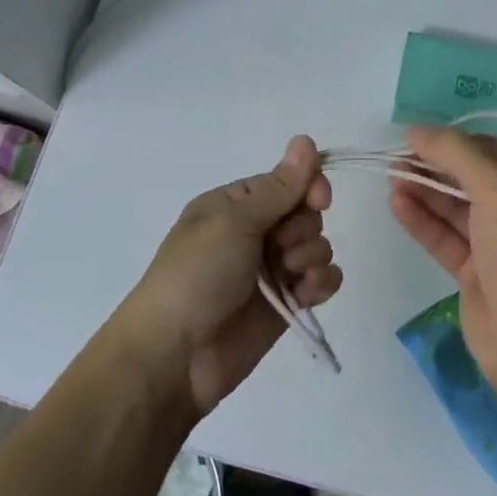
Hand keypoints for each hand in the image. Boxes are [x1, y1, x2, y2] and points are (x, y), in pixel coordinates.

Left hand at [122, 136, 341, 416]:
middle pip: (306, 212)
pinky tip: (307, 293)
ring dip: (311, 256)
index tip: (318, 199)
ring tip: (289, 276)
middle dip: (304, 227)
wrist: (175, 356)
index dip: (308, 185)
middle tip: (280, 248)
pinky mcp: (286, 304)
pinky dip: (321, 282)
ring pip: (317, 245)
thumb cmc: (196, 275)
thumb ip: (279, 187)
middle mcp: (255, 232)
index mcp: (236, 205)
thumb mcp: (234, 222)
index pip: (287, 181)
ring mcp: (271, 269)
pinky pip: (321, 280)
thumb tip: (306, 139)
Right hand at [388, 127, 496, 391]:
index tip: (419, 136)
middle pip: (475, 182)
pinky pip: (447, 240)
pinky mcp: (478, 278)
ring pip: (458, 212)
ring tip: (391, 176)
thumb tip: (415, 129)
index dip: (458, 143)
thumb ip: (456, 153)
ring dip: (426, 192)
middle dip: (437, 168)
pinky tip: (397, 204)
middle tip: (397, 157)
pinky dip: (423, 221)